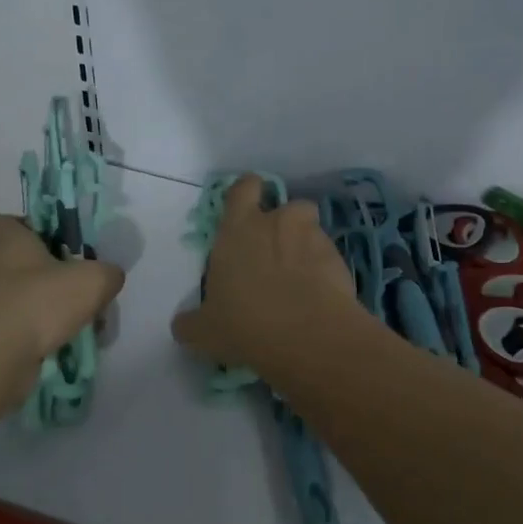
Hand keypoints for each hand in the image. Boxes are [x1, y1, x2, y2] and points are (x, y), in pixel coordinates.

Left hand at [0, 215, 124, 361]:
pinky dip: (39, 332)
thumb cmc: (40, 304)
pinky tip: (64, 342)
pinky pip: (20, 325)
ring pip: (24, 295)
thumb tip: (109, 277)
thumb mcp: (93, 280)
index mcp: (8, 241)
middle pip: (24, 261)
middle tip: (80, 284)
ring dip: (48, 305)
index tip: (63, 243)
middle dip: (52, 272)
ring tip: (79, 319)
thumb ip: (108, 273)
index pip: (13, 222)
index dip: (37, 228)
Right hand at [171, 175, 358, 378]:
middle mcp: (277, 223)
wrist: (309, 337)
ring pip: (311, 229)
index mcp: (238, 229)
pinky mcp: (340, 259)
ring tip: (300, 277)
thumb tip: (182, 324)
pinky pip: (329, 257)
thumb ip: (191, 322)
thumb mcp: (205, 332)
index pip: (244, 187)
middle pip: (286, 206)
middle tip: (275, 253)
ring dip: (306, 245)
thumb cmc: (246, 325)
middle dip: (284, 223)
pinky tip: (318, 296)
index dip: (248, 193)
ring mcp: (312, 237)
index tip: (247, 211)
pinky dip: (324, 270)